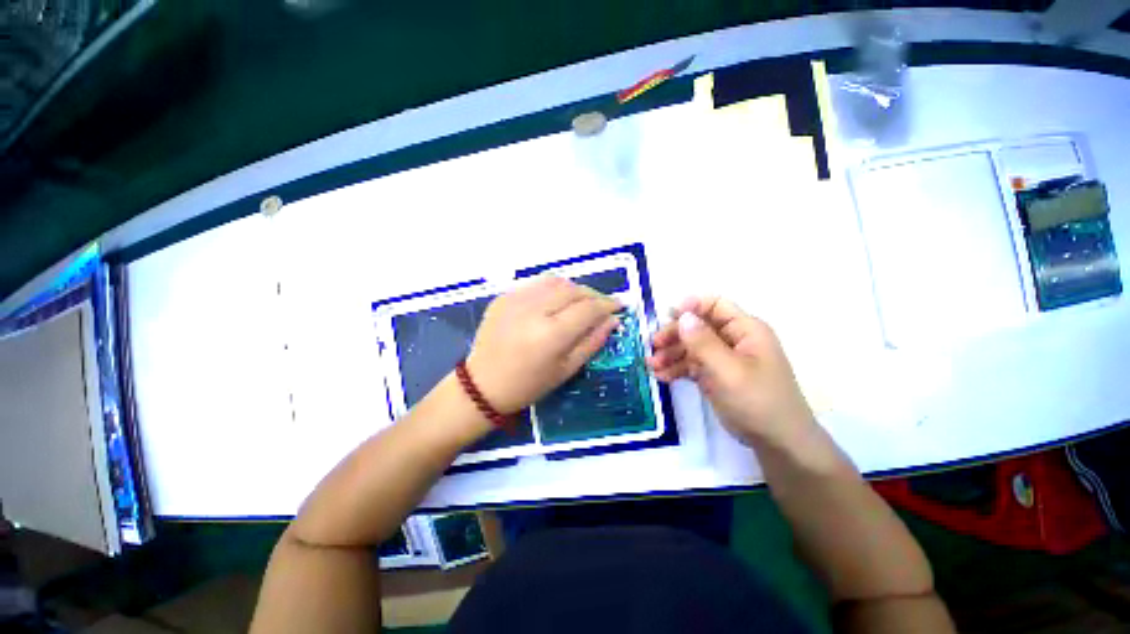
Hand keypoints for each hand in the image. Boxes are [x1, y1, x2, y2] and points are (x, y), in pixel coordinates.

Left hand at [466, 277, 620, 412]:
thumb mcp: (566, 369)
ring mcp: (515, 299)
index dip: (608, 305)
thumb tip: (612, 320)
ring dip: (574, 288)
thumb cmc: (528, 384)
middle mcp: (534, 310)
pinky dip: (553, 288)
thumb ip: (592, 342)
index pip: (588, 308)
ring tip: (581, 301)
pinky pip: (536, 284)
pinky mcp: (504, 296)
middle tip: (602, 305)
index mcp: (551, 334)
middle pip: (574, 290)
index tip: (619, 306)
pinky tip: (556, 301)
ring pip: (556, 281)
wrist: (482, 384)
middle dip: (593, 295)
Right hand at [647, 297, 814, 446]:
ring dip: (671, 354)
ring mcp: (724, 359)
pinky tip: (662, 376)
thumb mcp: (728, 371)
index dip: (691, 306)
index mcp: (745, 330)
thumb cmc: (757, 401)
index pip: (715, 305)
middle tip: (653, 346)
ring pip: (692, 346)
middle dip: (675, 334)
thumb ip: (703, 342)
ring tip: (652, 365)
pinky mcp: (717, 376)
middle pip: (698, 326)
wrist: (777, 443)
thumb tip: (682, 315)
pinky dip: (677, 369)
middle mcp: (733, 339)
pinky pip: (693, 365)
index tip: (666, 316)